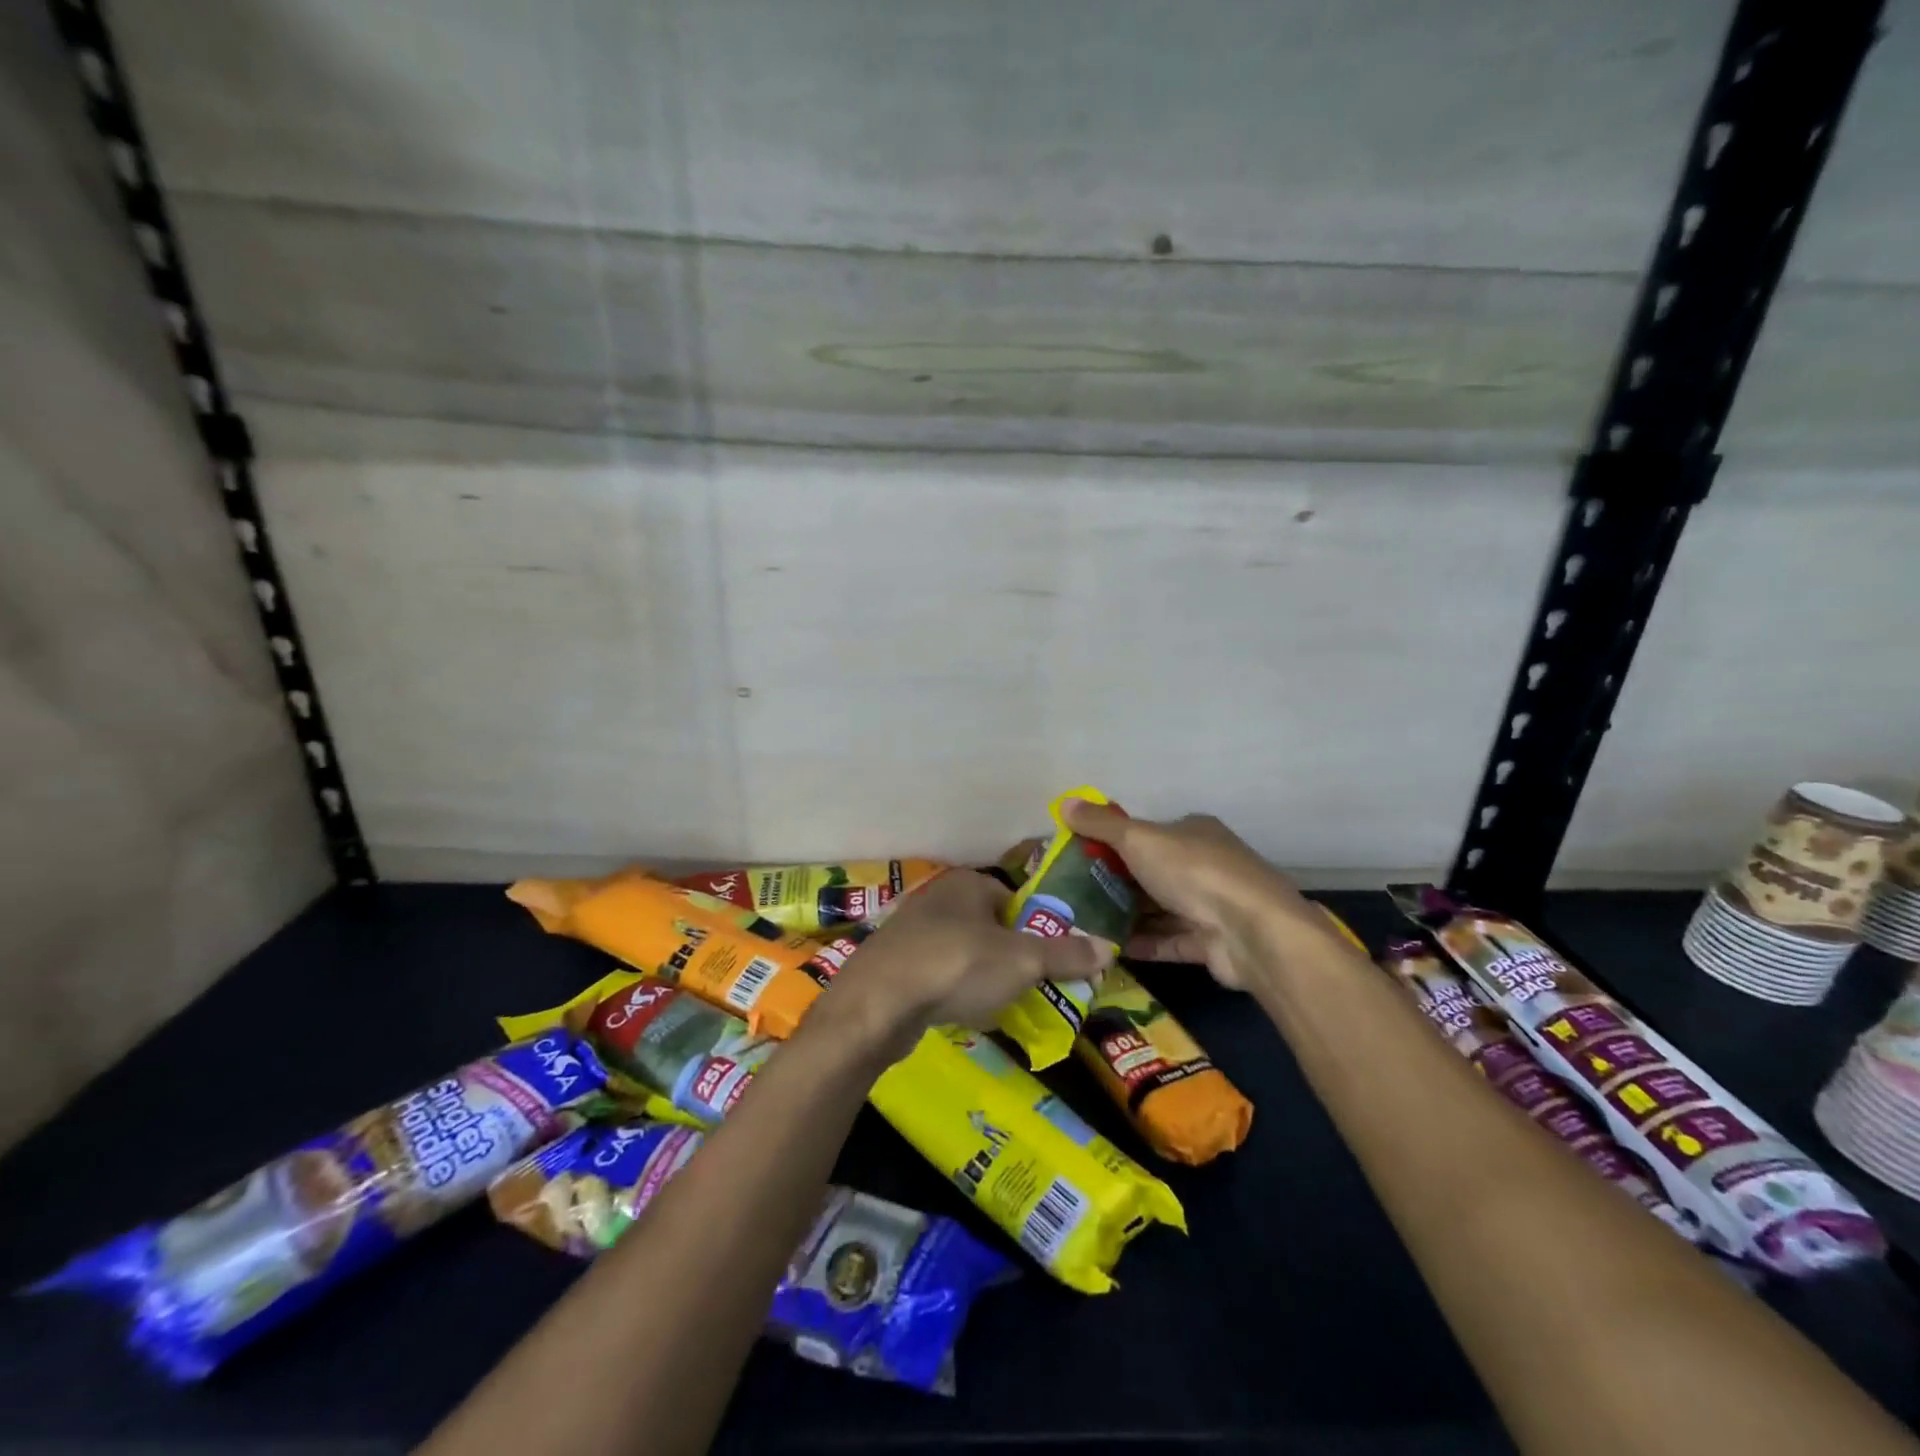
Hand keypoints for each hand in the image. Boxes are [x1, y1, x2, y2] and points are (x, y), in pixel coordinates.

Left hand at [822, 869, 1104, 1057]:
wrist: (877, 1003)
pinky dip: (953, 989)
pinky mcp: (894, 962)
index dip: (1037, 930)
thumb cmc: (957, 965)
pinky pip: (938, 972)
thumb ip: (1066, 954)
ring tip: (1000, 1005)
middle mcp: (938, 897)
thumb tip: (1110, 947)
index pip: (1016, 899)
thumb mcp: (1022, 961)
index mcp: (968, 883)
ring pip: (963, 951)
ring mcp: (911, 929)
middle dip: (1012, 957)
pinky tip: (961, 1012)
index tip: (1052, 963)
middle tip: (1031, 988)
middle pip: (991, 926)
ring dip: (982, 976)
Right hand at [1059, 800, 1321, 990]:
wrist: (1251, 932)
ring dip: (1126, 915)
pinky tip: (1108, 947)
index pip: (1147, 833)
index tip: (1078, 855)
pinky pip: (1168, 940)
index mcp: (1193, 832)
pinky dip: (1142, 942)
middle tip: (1073, 893)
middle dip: (1115, 881)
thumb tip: (1065, 803)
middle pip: (1151, 871)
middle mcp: (1205, 865)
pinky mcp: (1210, 944)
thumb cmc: (1193, 871)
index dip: (1113, 841)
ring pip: (1160, 908)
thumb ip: (1101, 824)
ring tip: (1082, 922)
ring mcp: (1210, 906)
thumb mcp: (1139, 839)